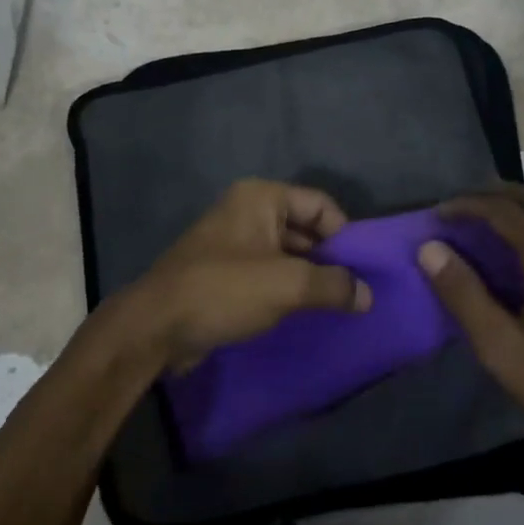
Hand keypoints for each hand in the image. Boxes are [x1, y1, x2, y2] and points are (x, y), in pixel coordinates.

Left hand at [129, 179, 372, 370]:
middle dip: (330, 258)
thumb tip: (368, 295)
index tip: (362, 269)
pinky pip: (268, 272)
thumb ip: (333, 285)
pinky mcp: (225, 272)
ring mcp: (234, 242)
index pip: (320, 204)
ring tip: (335, 307)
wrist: (156, 326)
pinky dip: (287, 289)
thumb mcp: (287, 285)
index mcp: (262, 198)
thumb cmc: (224, 290)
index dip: (344, 234)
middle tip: (355, 291)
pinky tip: (303, 313)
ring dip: (310, 277)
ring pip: (287, 253)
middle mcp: (248, 211)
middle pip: (305, 227)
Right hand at [418, 183, 523, 459]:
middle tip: (457, 210)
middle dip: (490, 195)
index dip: (465, 205)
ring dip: (512, 210)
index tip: (436, 216)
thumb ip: (463, 293)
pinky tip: (516, 261)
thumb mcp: (500, 345)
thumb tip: (429, 248)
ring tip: (480, 229)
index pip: (501, 209)